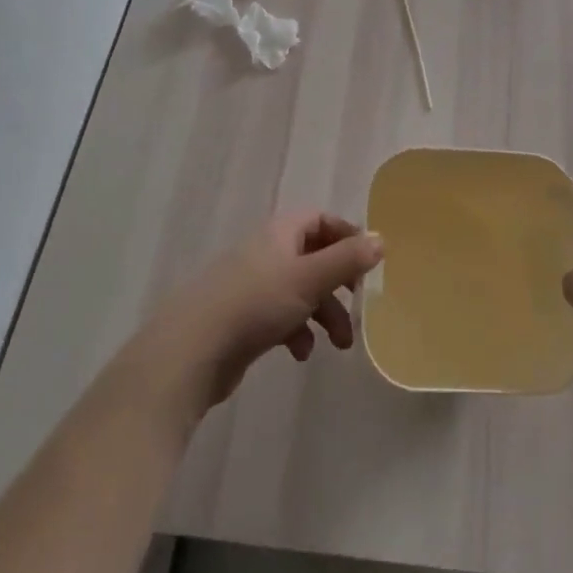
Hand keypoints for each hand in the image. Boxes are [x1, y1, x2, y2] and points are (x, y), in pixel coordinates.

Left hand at [134, 211, 382, 416]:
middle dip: (340, 285)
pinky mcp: (241, 319)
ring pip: (300, 291)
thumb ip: (347, 259)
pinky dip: (297, 331)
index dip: (347, 237)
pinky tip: (300, 353)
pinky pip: (280, 316)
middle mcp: (266, 252)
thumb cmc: (256, 304)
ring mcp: (251, 286)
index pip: (321, 220)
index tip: (369, 264)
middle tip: (360, 306)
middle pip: (314, 258)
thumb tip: (381, 239)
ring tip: (340, 345)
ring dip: (324, 314)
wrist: (191, 350)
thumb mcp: (310, 279)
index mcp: (280, 233)